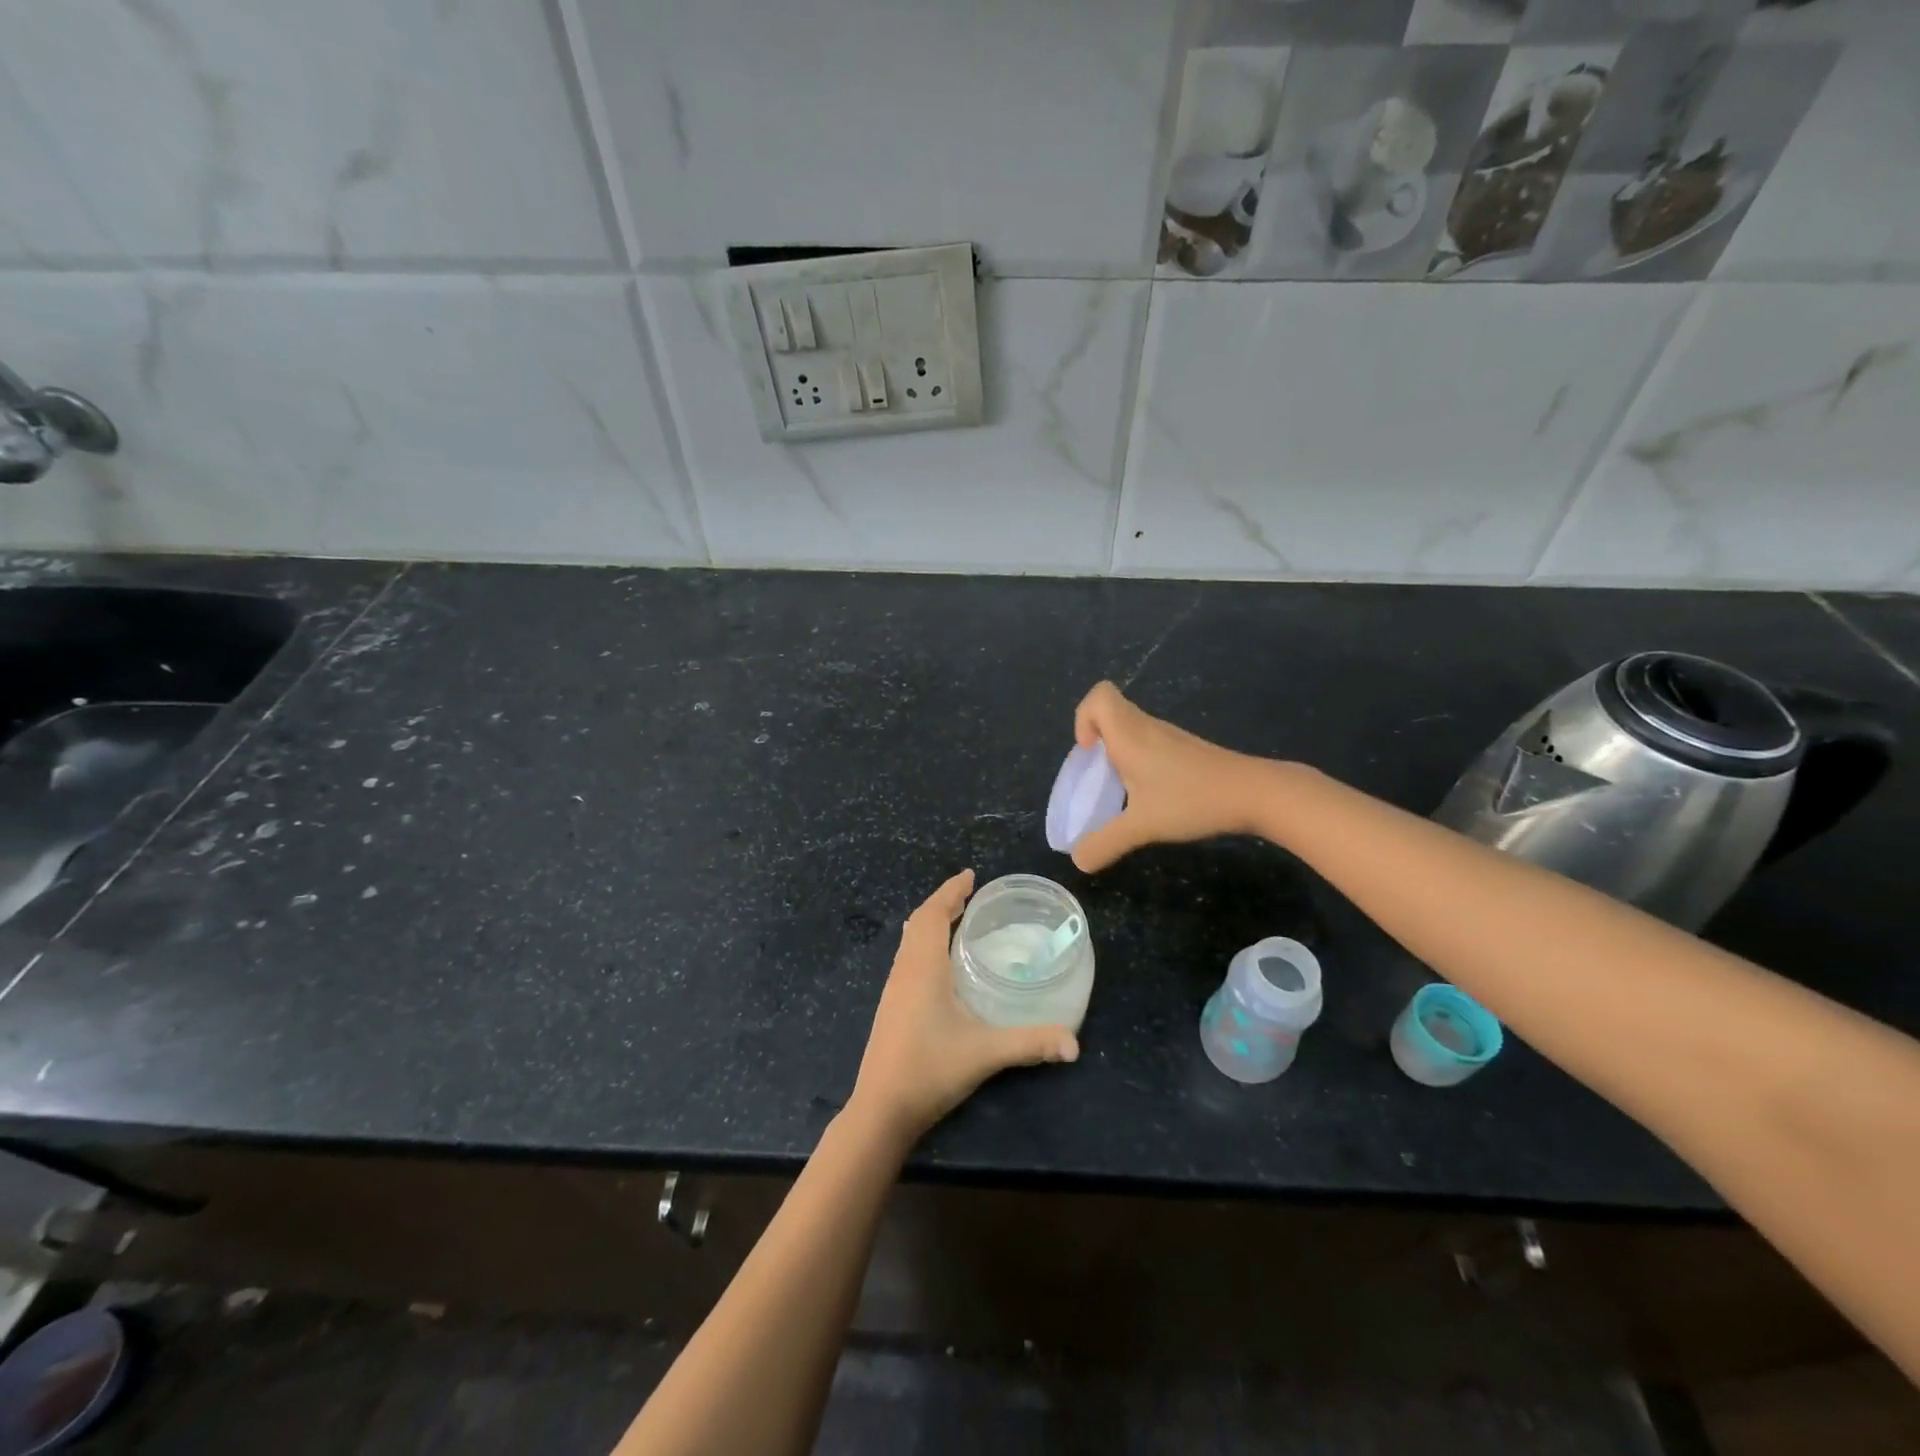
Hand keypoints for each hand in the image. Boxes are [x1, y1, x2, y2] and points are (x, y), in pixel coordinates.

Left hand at [850, 869, 1078, 1146]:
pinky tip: (939, 961)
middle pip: (918, 921)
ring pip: (909, 939)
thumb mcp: (985, 1054)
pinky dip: (923, 942)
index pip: (933, 915)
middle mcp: (904, 970)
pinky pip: (906, 956)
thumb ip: (1030, 1044)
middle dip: (942, 902)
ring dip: (930, 921)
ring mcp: (893, 988)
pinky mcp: (890, 1006)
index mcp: (923, 967)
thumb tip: (1074, 1043)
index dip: (950, 891)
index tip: (970, 875)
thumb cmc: (930, 1071)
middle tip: (969, 893)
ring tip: (956, 917)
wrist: (881, 1109)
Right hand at [1070, 681, 1272, 872]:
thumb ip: (1105, 843)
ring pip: (1132, 729)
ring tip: (1123, 791)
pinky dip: (1140, 762)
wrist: (1255, 794)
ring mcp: (1170, 738)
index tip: (1088, 753)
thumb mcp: (1142, 827)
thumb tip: (1078, 860)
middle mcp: (1147, 728)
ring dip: (1118, 753)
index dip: (1083, 718)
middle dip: (1096, 741)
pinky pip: (1150, 744)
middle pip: (1112, 712)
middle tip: (1100, 777)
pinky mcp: (1187, 750)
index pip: (1099, 697)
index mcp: (1130, 735)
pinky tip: (1153, 795)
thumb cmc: (1192, 800)